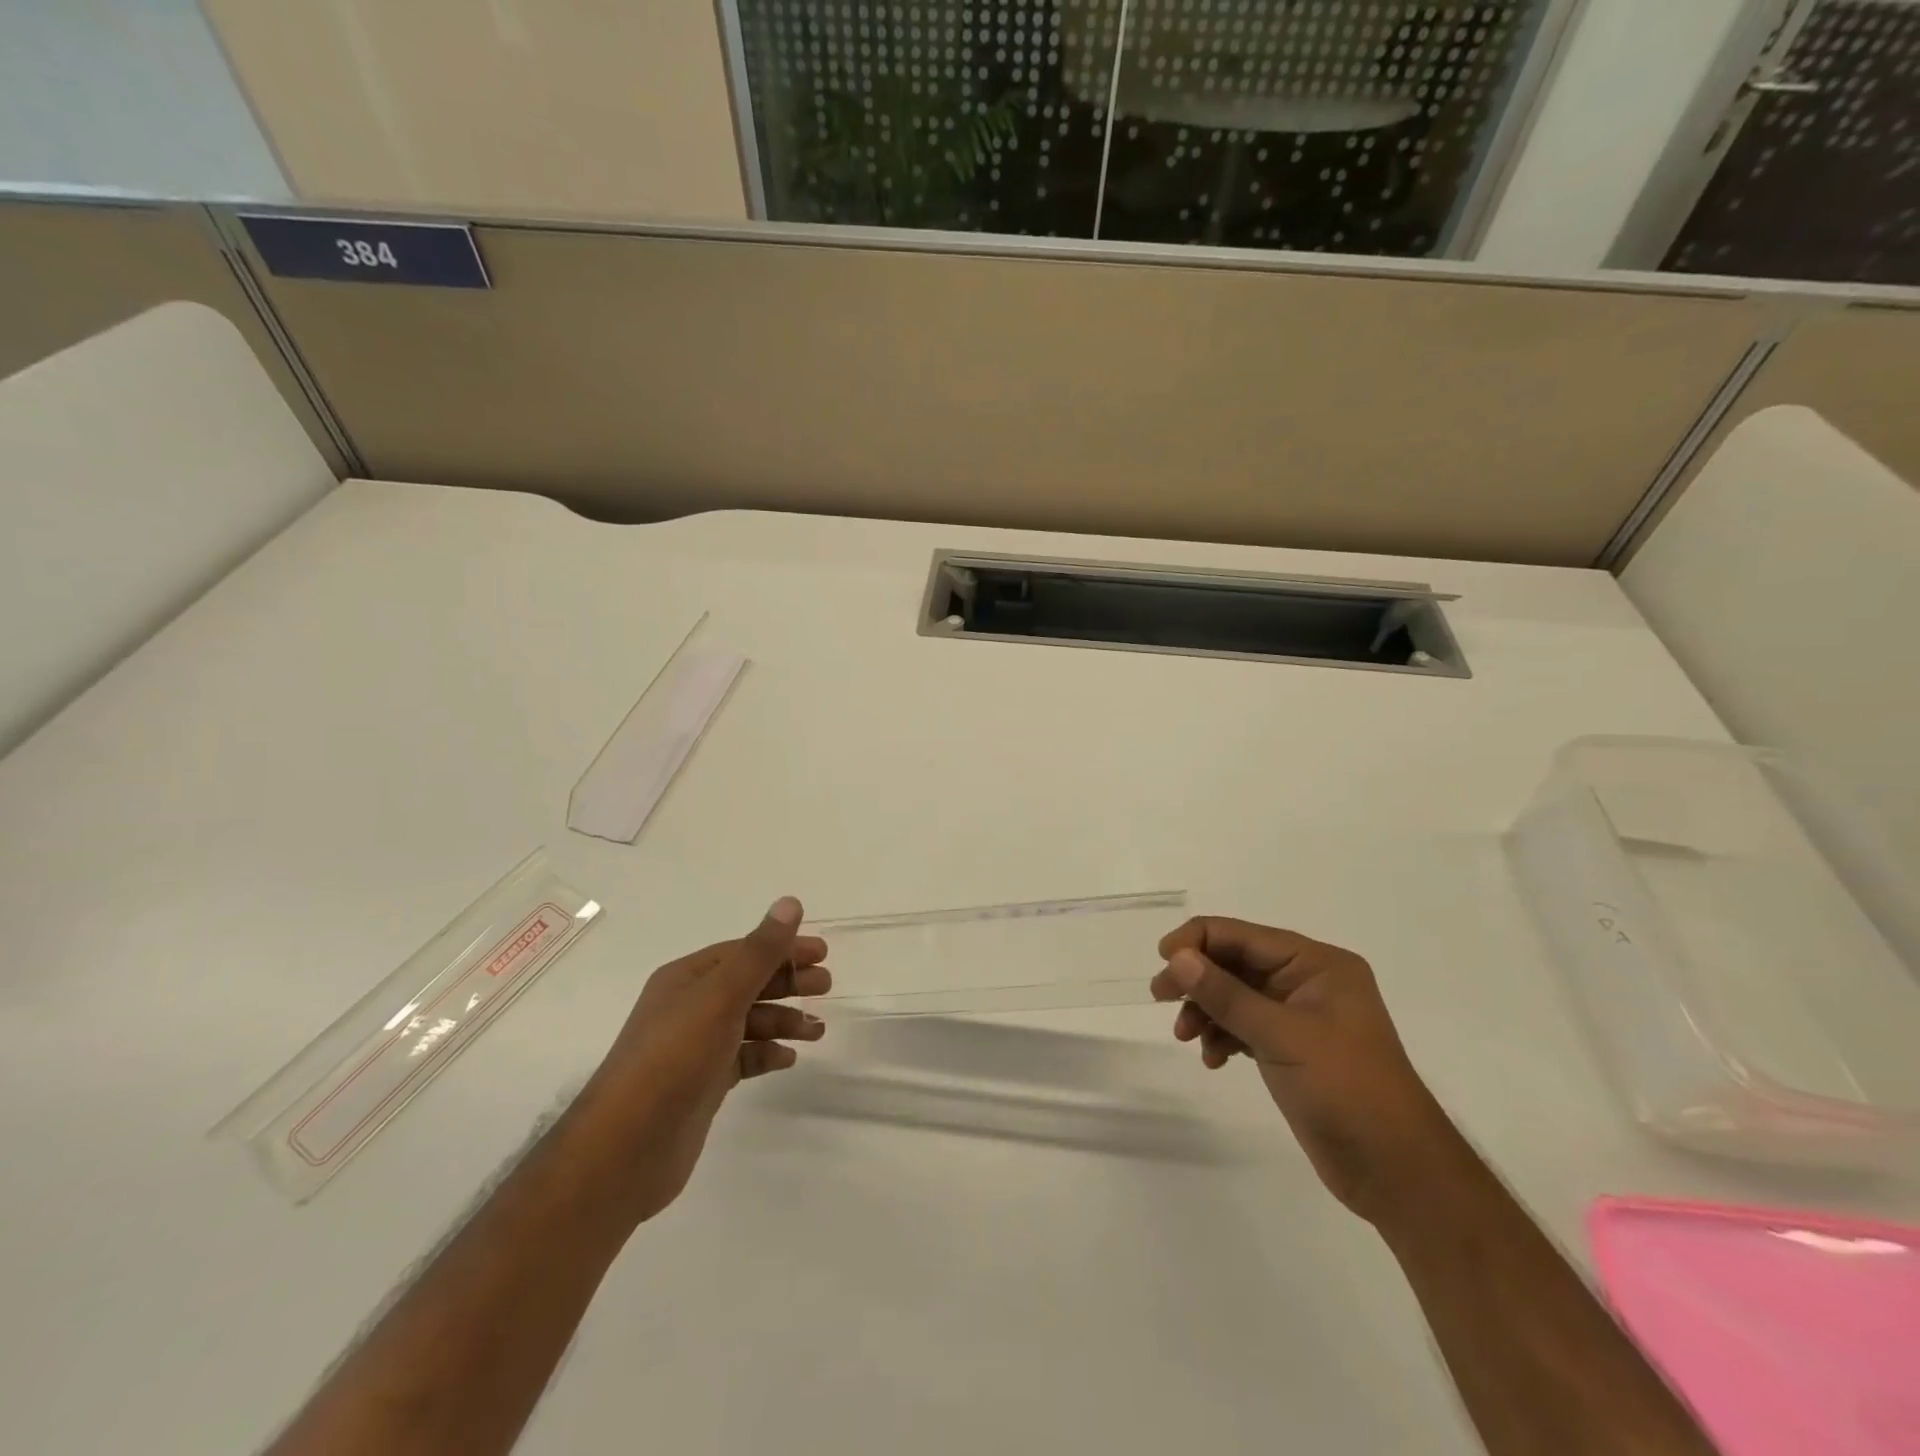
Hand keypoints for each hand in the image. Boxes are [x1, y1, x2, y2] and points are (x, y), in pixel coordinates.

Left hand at [571, 897, 829, 1223]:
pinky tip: (789, 1059)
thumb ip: (760, 951)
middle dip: (788, 983)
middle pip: (749, 984)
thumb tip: (790, 902)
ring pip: (749, 1022)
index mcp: (687, 978)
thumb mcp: (721, 996)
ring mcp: (695, 1047)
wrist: (626, 1148)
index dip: (783, 948)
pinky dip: (767, 1054)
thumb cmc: (675, 1058)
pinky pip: (743, 1057)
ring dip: (785, 1021)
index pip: (743, 951)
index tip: (822, 953)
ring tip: (817, 1030)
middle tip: (826, 987)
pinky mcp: (702, 1083)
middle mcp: (689, 1006)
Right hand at [1151, 917, 1463, 1224]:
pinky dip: (1223, 1036)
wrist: (1396, 1171)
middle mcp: (1308, 981)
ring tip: (1185, 1036)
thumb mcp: (1280, 1036)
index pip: (1242, 935)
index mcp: (1316, 963)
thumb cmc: (1345, 1088)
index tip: (1162, 962)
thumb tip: (1177, 958)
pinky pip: (1244, 1026)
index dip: (1197, 941)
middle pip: (1235, 962)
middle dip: (1197, 978)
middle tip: (1160, 998)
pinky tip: (1213, 1059)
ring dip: (1206, 1011)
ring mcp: (1300, 1016)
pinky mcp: (1292, 1048)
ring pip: (1235, 995)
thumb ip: (1225, 994)